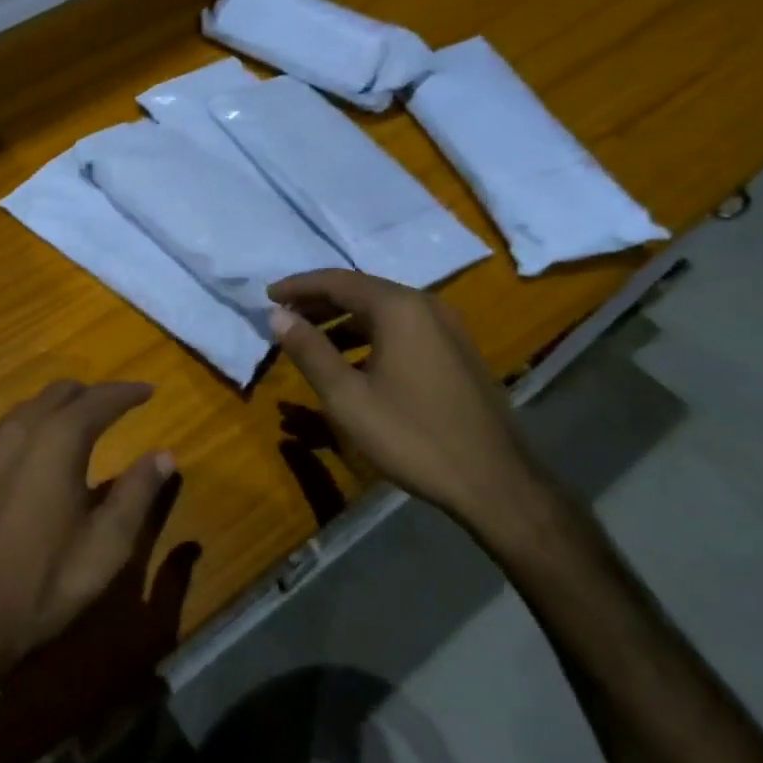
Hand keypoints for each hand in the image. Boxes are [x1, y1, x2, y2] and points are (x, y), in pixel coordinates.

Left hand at [0, 380, 175, 693]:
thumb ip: (138, 493)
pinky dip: (28, 430)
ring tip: (78, 422)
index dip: (126, 392)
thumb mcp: (107, 546)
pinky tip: (33, 456)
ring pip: (25, 409)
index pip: (98, 400)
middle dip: (90, 394)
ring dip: (56, 407)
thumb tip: (164, 455)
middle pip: (57, 393)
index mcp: (56, 442)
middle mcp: (16, 434)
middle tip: (116, 406)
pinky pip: (1, 435)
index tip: (149, 391)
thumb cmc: (44, 584)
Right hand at [268, 269, 543, 525]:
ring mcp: (447, 327)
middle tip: (284, 315)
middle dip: (319, 301)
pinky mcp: (457, 350)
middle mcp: (426, 305)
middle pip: (361, 290)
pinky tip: (354, 361)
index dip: (298, 286)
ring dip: (344, 319)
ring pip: (383, 310)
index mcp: (398, 308)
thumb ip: (309, 350)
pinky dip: (370, 334)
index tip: (267, 296)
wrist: (495, 481)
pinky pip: (403, 327)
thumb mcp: (346, 397)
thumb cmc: (412, 436)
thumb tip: (277, 315)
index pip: (337, 281)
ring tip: (312, 339)